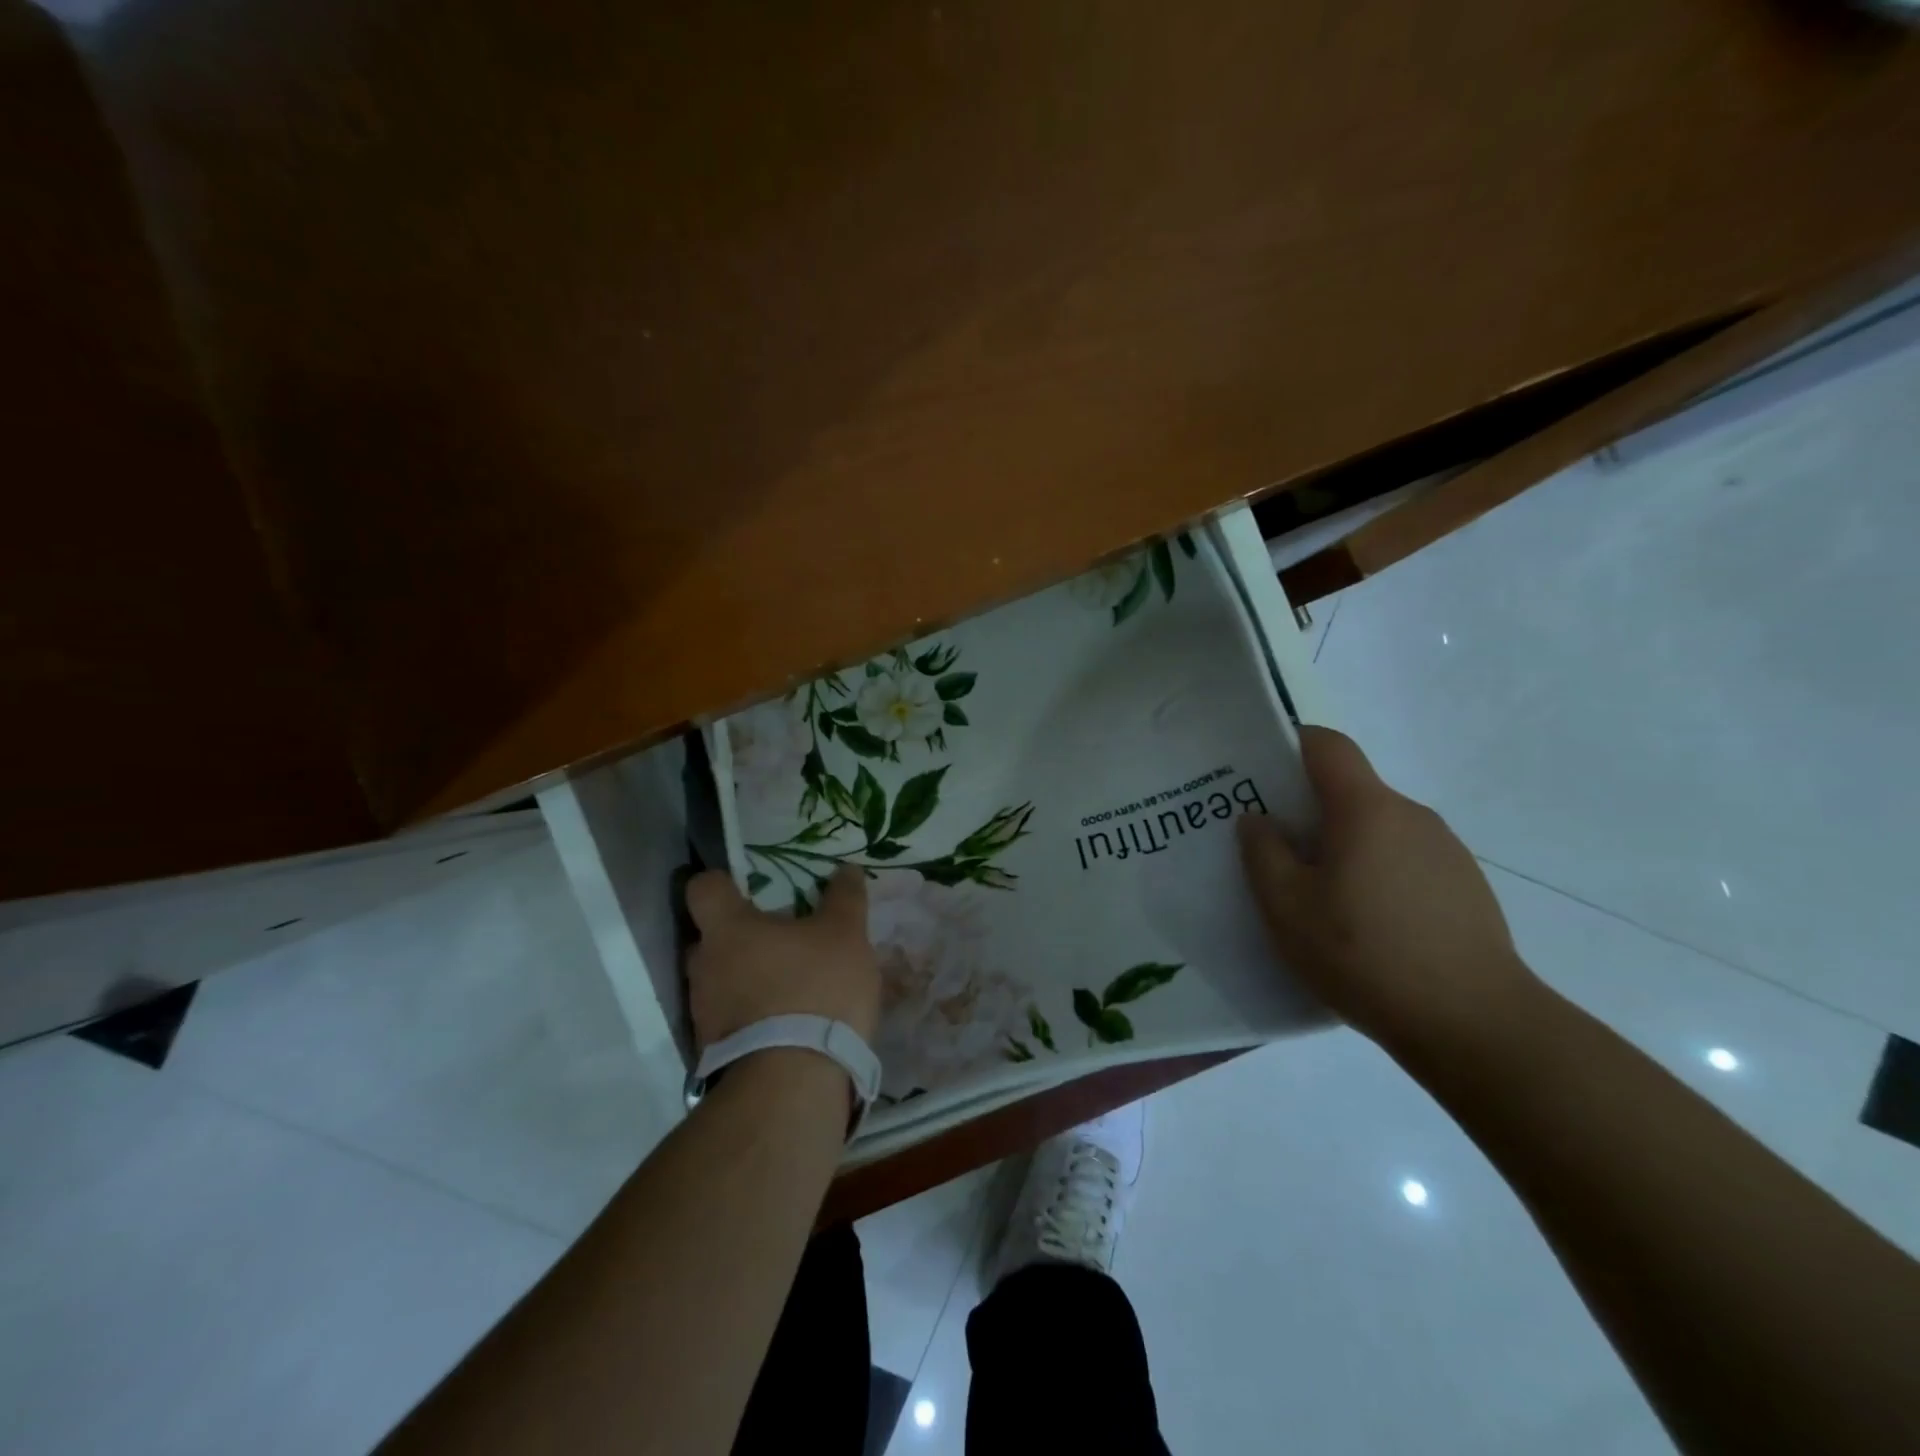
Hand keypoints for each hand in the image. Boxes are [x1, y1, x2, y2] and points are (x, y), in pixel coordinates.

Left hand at [684, 865, 881, 1049]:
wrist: (793, 1086)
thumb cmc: (815, 989)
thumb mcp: (846, 934)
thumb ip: (844, 898)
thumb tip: (846, 869)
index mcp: (727, 929)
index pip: (703, 888)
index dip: (723, 882)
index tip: (748, 887)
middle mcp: (704, 967)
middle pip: (711, 938)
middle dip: (741, 937)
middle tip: (781, 939)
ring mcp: (704, 1014)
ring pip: (721, 982)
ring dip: (748, 980)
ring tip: (792, 987)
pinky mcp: (715, 1054)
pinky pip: (732, 1020)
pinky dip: (754, 1017)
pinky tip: (790, 1024)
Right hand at [1236, 726, 1542, 1062]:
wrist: (1475, 1024)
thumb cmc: (1364, 954)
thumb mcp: (1286, 907)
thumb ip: (1263, 853)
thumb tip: (1258, 819)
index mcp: (1366, 809)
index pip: (1327, 745)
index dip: (1291, 744)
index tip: (1260, 773)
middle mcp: (1411, 816)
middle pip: (1350, 790)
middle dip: (1308, 809)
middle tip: (1274, 849)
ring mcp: (1446, 851)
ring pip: (1378, 829)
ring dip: (1344, 846)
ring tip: (1319, 898)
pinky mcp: (1465, 888)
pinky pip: (1405, 861)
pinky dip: (1376, 874)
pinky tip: (1366, 927)